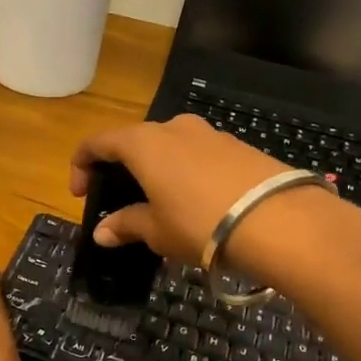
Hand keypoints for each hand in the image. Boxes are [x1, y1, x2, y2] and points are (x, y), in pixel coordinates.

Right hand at [70, 114, 293, 262]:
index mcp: (143, 143)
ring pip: (169, 147)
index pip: (97, 142)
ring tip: (161, 205)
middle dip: (121, 169)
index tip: (80, 194)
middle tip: (120, 202)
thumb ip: (126, 225)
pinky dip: (185, 173)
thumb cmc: (201, 223)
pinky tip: (196, 203)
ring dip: (155, 170)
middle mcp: (173, 127)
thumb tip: (103, 232)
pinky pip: (198, 155)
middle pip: (134, 141)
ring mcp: (209, 133)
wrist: (281, 221)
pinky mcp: (238, 146)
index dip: (81, 165)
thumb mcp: (157, 230)